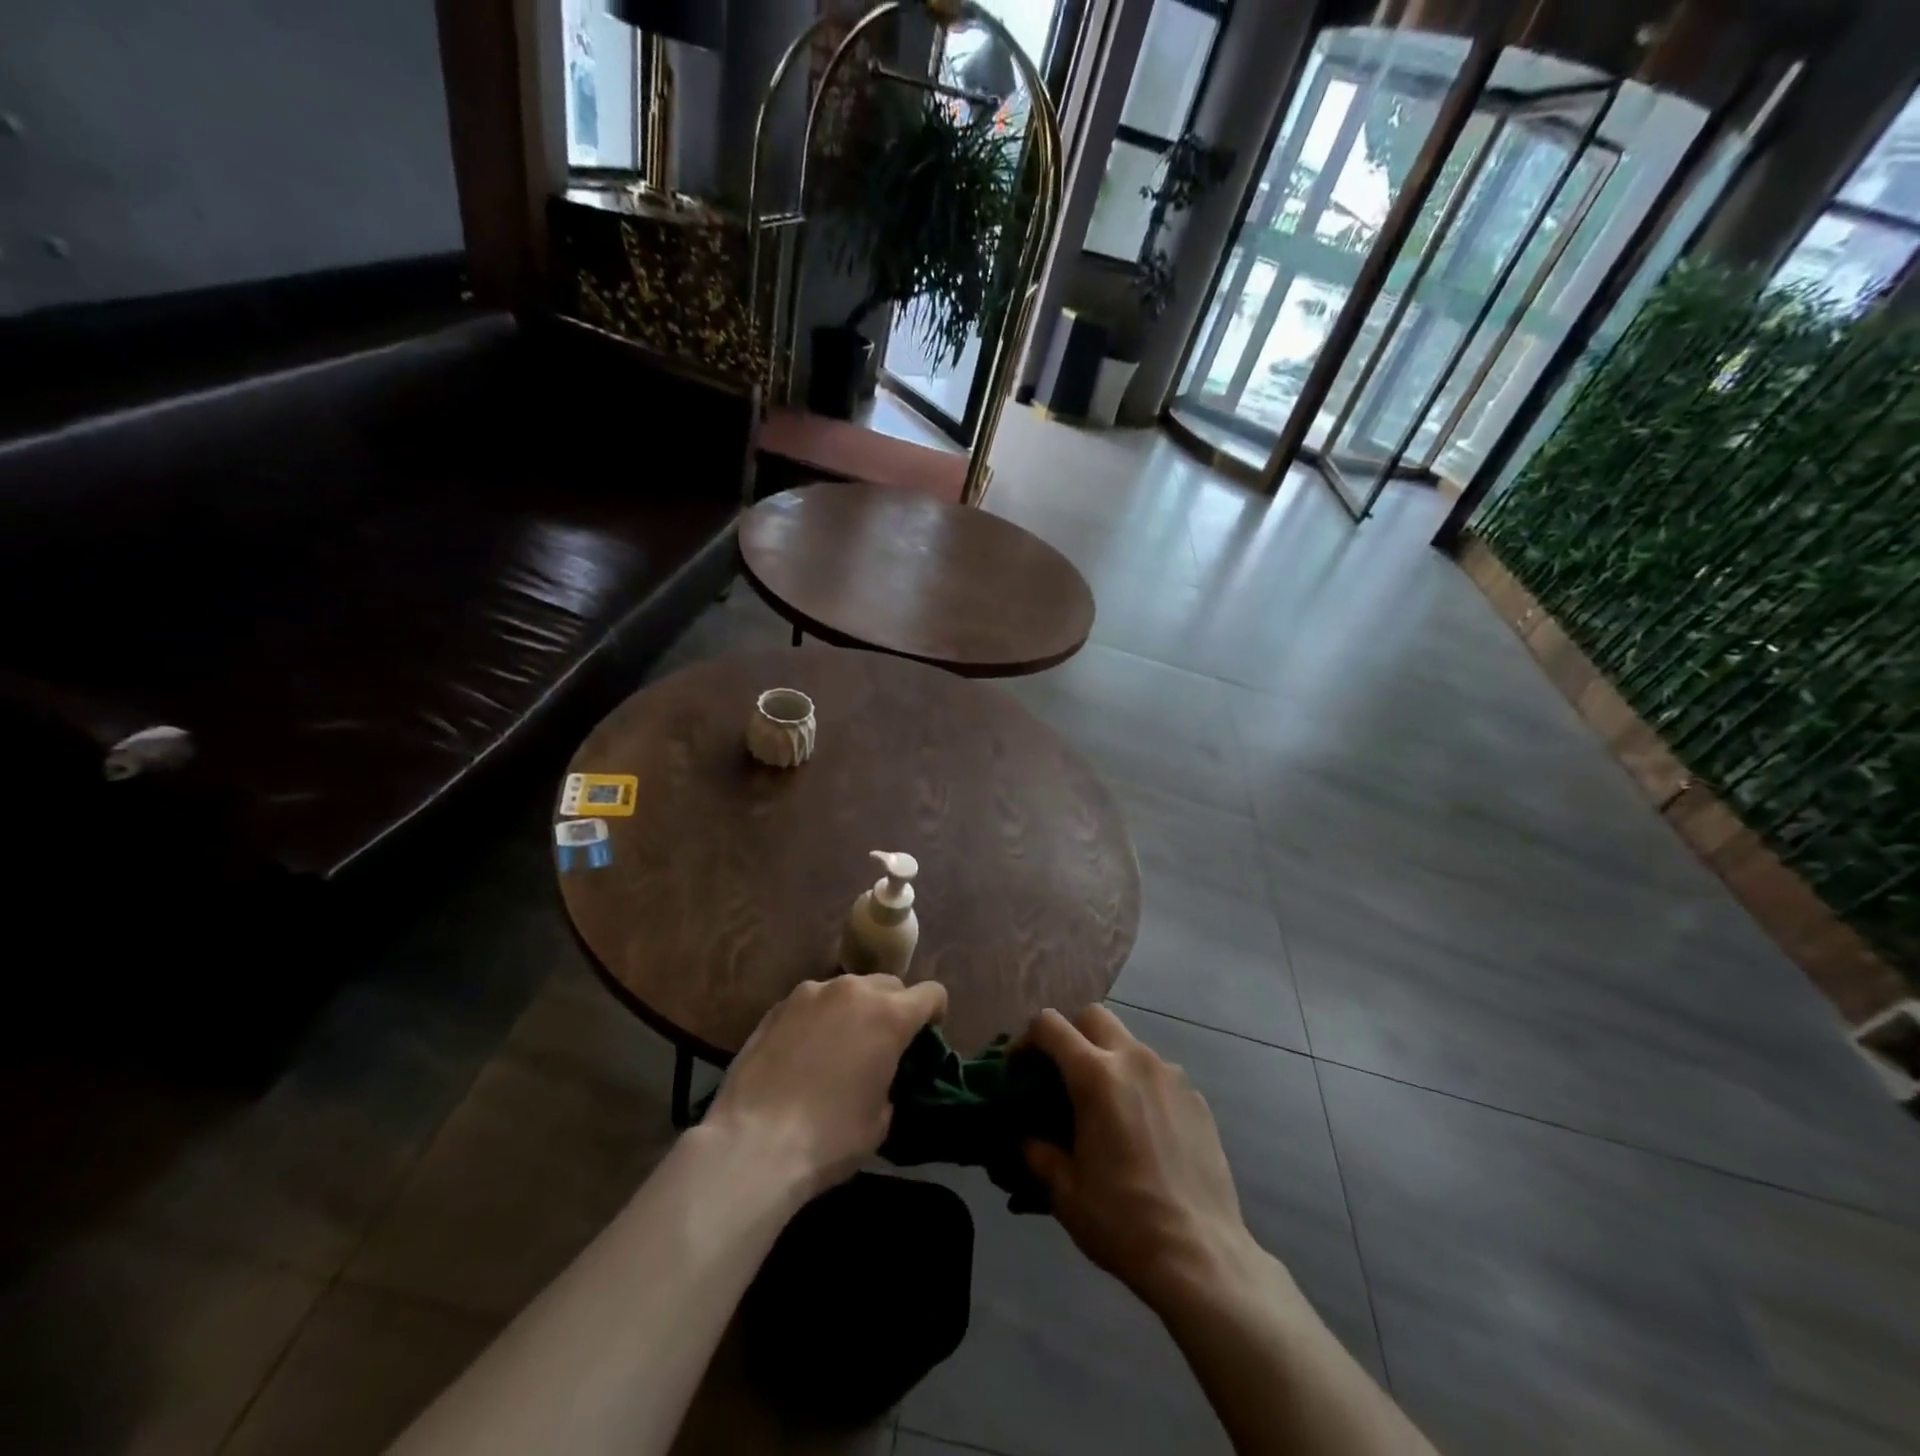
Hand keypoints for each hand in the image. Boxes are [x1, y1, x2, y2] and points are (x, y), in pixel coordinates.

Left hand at [705, 974, 947, 1195]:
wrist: (754, 1143)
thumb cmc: (829, 1137)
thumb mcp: (881, 1119)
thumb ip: (890, 1081)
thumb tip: (879, 1076)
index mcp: (889, 1016)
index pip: (931, 993)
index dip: (935, 1013)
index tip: (927, 1037)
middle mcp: (853, 991)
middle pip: (889, 985)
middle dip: (894, 1008)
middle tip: (883, 1044)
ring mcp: (811, 993)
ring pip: (848, 989)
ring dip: (854, 1010)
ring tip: (839, 1047)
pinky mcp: (778, 1005)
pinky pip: (812, 1003)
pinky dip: (819, 1019)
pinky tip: (804, 1053)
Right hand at [1022, 1005, 1256, 1308]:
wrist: (1200, 1255)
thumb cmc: (1122, 1220)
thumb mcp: (1064, 1190)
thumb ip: (1038, 1151)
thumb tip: (1029, 1135)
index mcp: (1095, 1075)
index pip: (1050, 1025)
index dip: (1027, 1040)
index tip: (1020, 1070)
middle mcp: (1134, 1059)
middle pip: (1093, 1016)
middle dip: (1071, 1035)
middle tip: (1062, 1077)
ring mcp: (1170, 1075)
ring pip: (1128, 1043)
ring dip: (1108, 1059)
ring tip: (1105, 1108)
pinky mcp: (1196, 1097)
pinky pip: (1158, 1073)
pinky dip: (1140, 1085)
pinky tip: (1142, 1130)